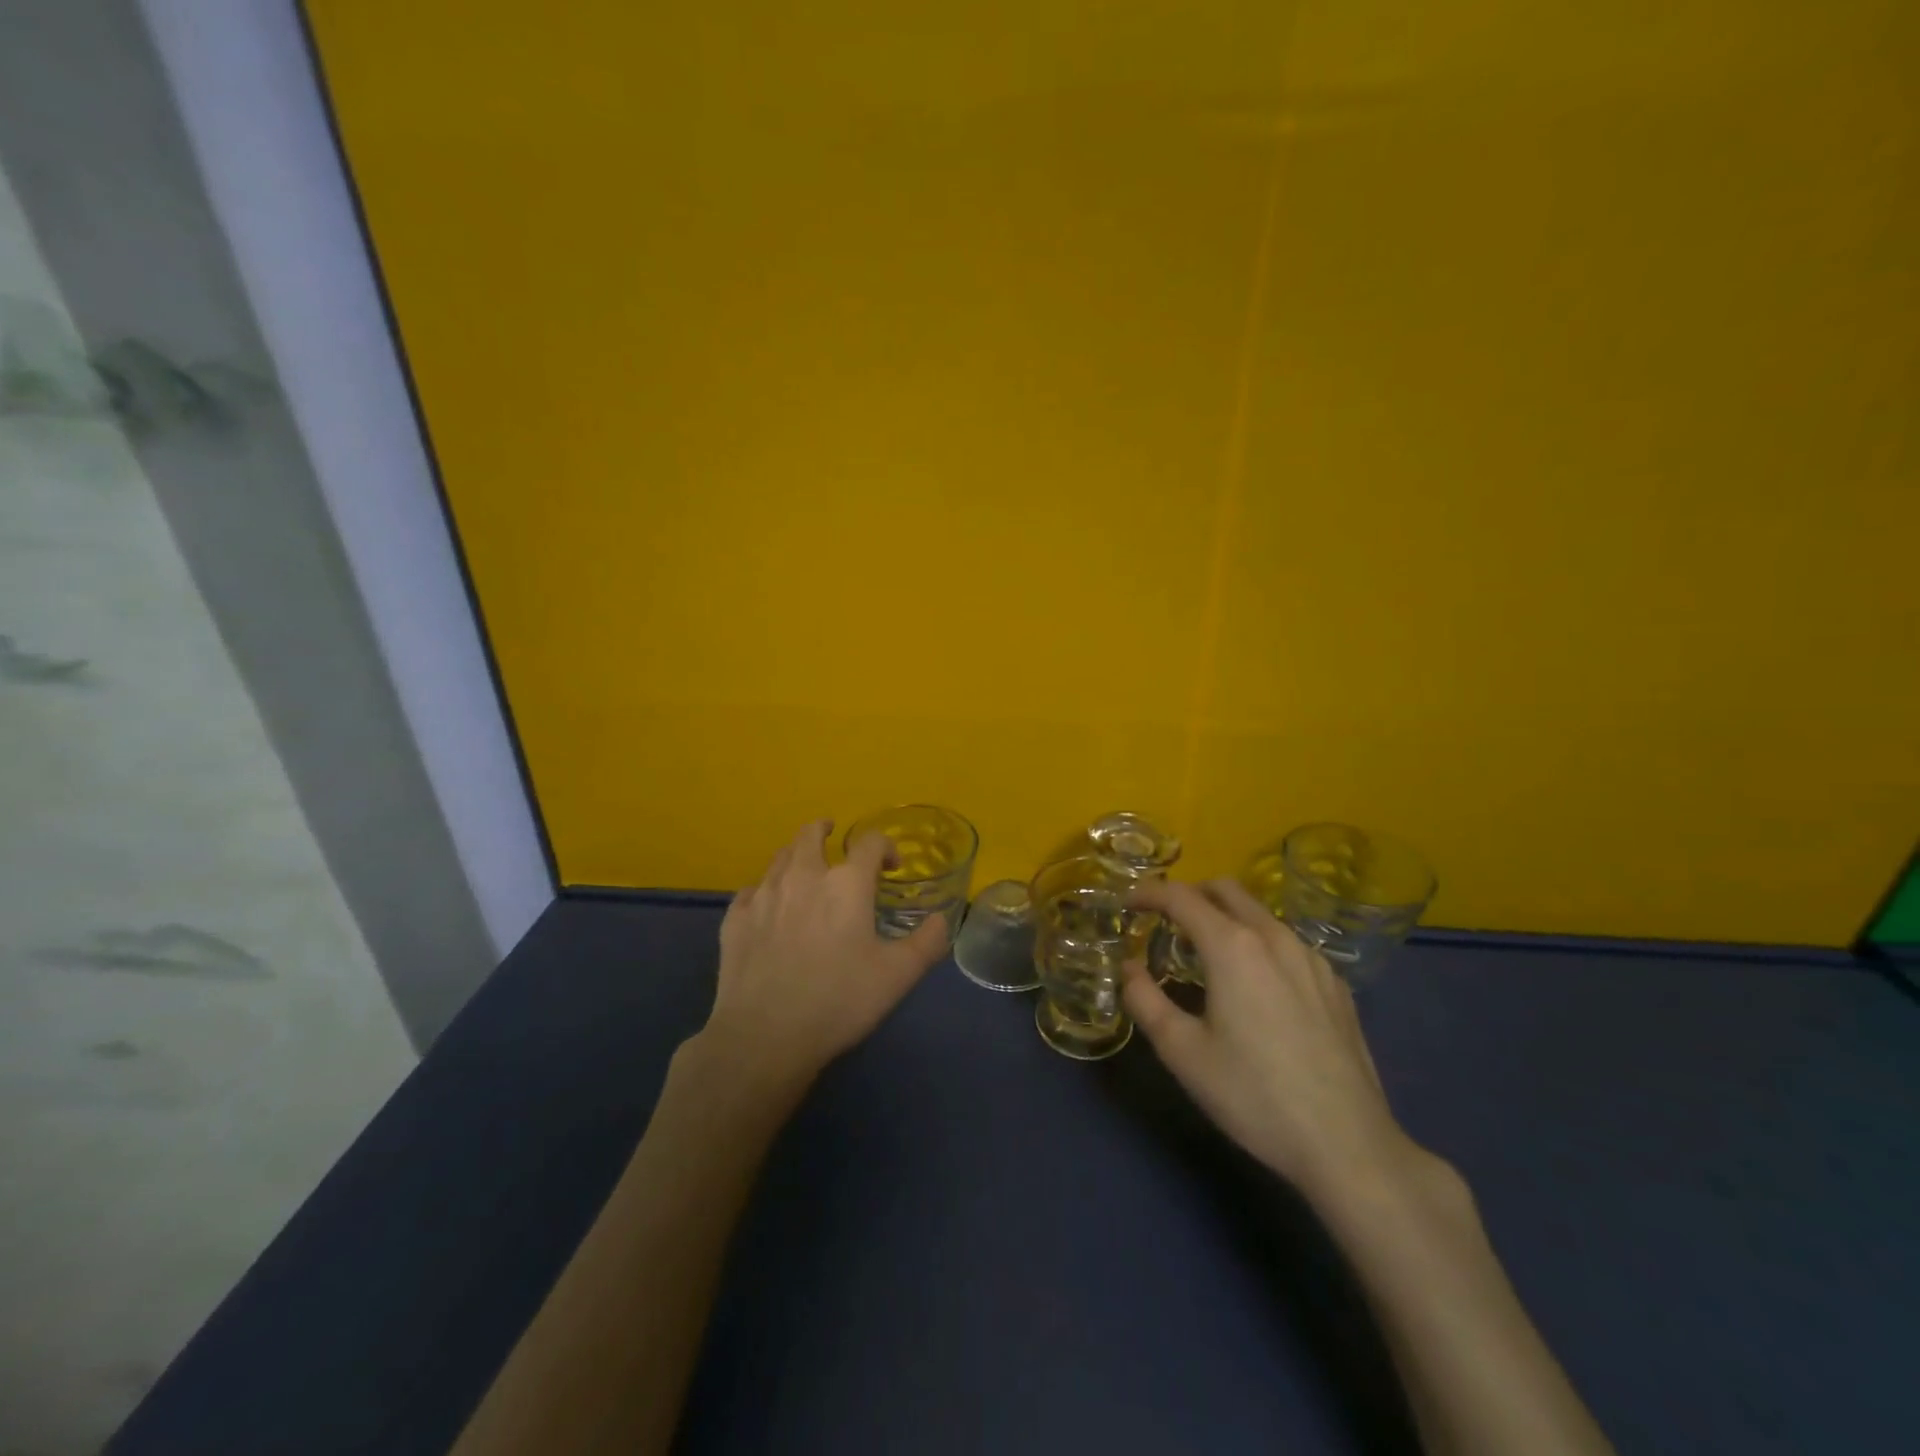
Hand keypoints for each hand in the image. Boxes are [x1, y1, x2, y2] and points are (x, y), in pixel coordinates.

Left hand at [697, 819, 948, 1086]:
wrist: (765, 1035)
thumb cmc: (839, 1000)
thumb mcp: (898, 976)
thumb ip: (927, 943)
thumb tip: (940, 920)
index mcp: (846, 883)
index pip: (870, 842)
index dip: (885, 847)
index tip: (891, 867)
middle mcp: (803, 876)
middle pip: (810, 834)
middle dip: (824, 830)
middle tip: (832, 836)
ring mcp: (763, 895)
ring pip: (779, 857)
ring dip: (796, 856)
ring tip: (804, 869)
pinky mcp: (735, 919)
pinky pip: (751, 891)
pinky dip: (764, 890)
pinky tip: (768, 908)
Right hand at [1123, 879, 1418, 1204]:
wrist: (1348, 1145)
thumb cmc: (1253, 1095)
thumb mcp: (1182, 1053)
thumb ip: (1145, 1000)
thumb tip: (1129, 968)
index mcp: (1232, 946)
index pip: (1181, 897)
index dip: (1148, 893)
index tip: (1127, 903)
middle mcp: (1274, 937)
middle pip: (1225, 890)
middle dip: (1189, 894)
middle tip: (1164, 921)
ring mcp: (1312, 958)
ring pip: (1260, 914)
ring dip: (1226, 917)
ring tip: (1207, 954)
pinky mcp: (1336, 984)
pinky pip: (1287, 943)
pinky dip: (1259, 943)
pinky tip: (1256, 985)